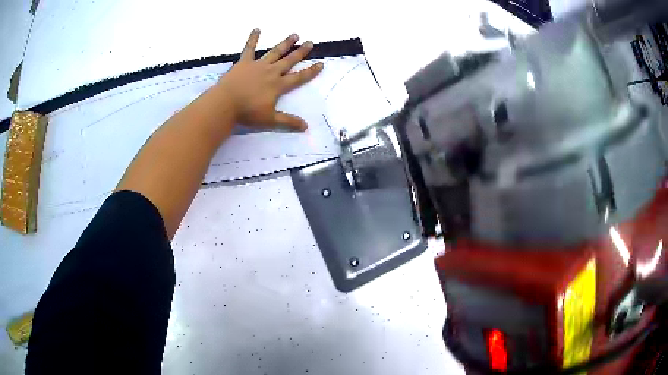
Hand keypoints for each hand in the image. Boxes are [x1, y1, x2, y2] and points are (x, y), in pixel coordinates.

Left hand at [215, 29, 323, 130]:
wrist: (225, 103)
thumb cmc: (247, 113)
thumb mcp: (270, 120)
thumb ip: (288, 122)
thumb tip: (305, 127)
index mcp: (278, 85)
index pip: (299, 77)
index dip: (311, 71)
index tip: (321, 63)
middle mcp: (271, 72)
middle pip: (289, 60)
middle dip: (301, 52)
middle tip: (310, 42)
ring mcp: (258, 65)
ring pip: (275, 52)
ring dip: (285, 43)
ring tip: (294, 34)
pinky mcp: (244, 62)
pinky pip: (249, 48)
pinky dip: (253, 38)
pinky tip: (257, 29)